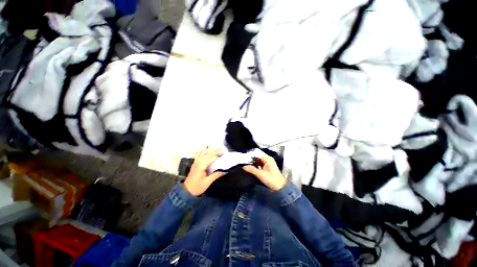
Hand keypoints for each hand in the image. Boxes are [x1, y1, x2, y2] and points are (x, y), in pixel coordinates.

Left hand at [184, 148, 223, 195]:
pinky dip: (205, 152)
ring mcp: (196, 161)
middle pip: (209, 153)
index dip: (219, 156)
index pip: (212, 157)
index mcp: (202, 165)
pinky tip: (208, 151)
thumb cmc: (197, 187)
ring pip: (204, 152)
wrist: (186, 191)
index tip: (225, 157)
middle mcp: (198, 161)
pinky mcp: (195, 163)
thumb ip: (216, 175)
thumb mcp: (207, 182)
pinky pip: (200, 154)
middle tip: (223, 153)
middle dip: (216, 152)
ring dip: (211, 151)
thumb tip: (224, 171)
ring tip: (217, 152)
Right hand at [243, 156, 285, 190]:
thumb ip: (251, 169)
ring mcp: (267, 164)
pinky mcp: (266, 169)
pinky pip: (259, 166)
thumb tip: (243, 166)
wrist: (280, 188)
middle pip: (257, 158)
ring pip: (257, 162)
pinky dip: (254, 167)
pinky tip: (249, 169)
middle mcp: (267, 160)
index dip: (250, 157)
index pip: (257, 155)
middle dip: (250, 161)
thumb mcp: (261, 174)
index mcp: (268, 159)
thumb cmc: (272, 180)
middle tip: (242, 163)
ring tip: (244, 165)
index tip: (243, 159)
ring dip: (252, 164)